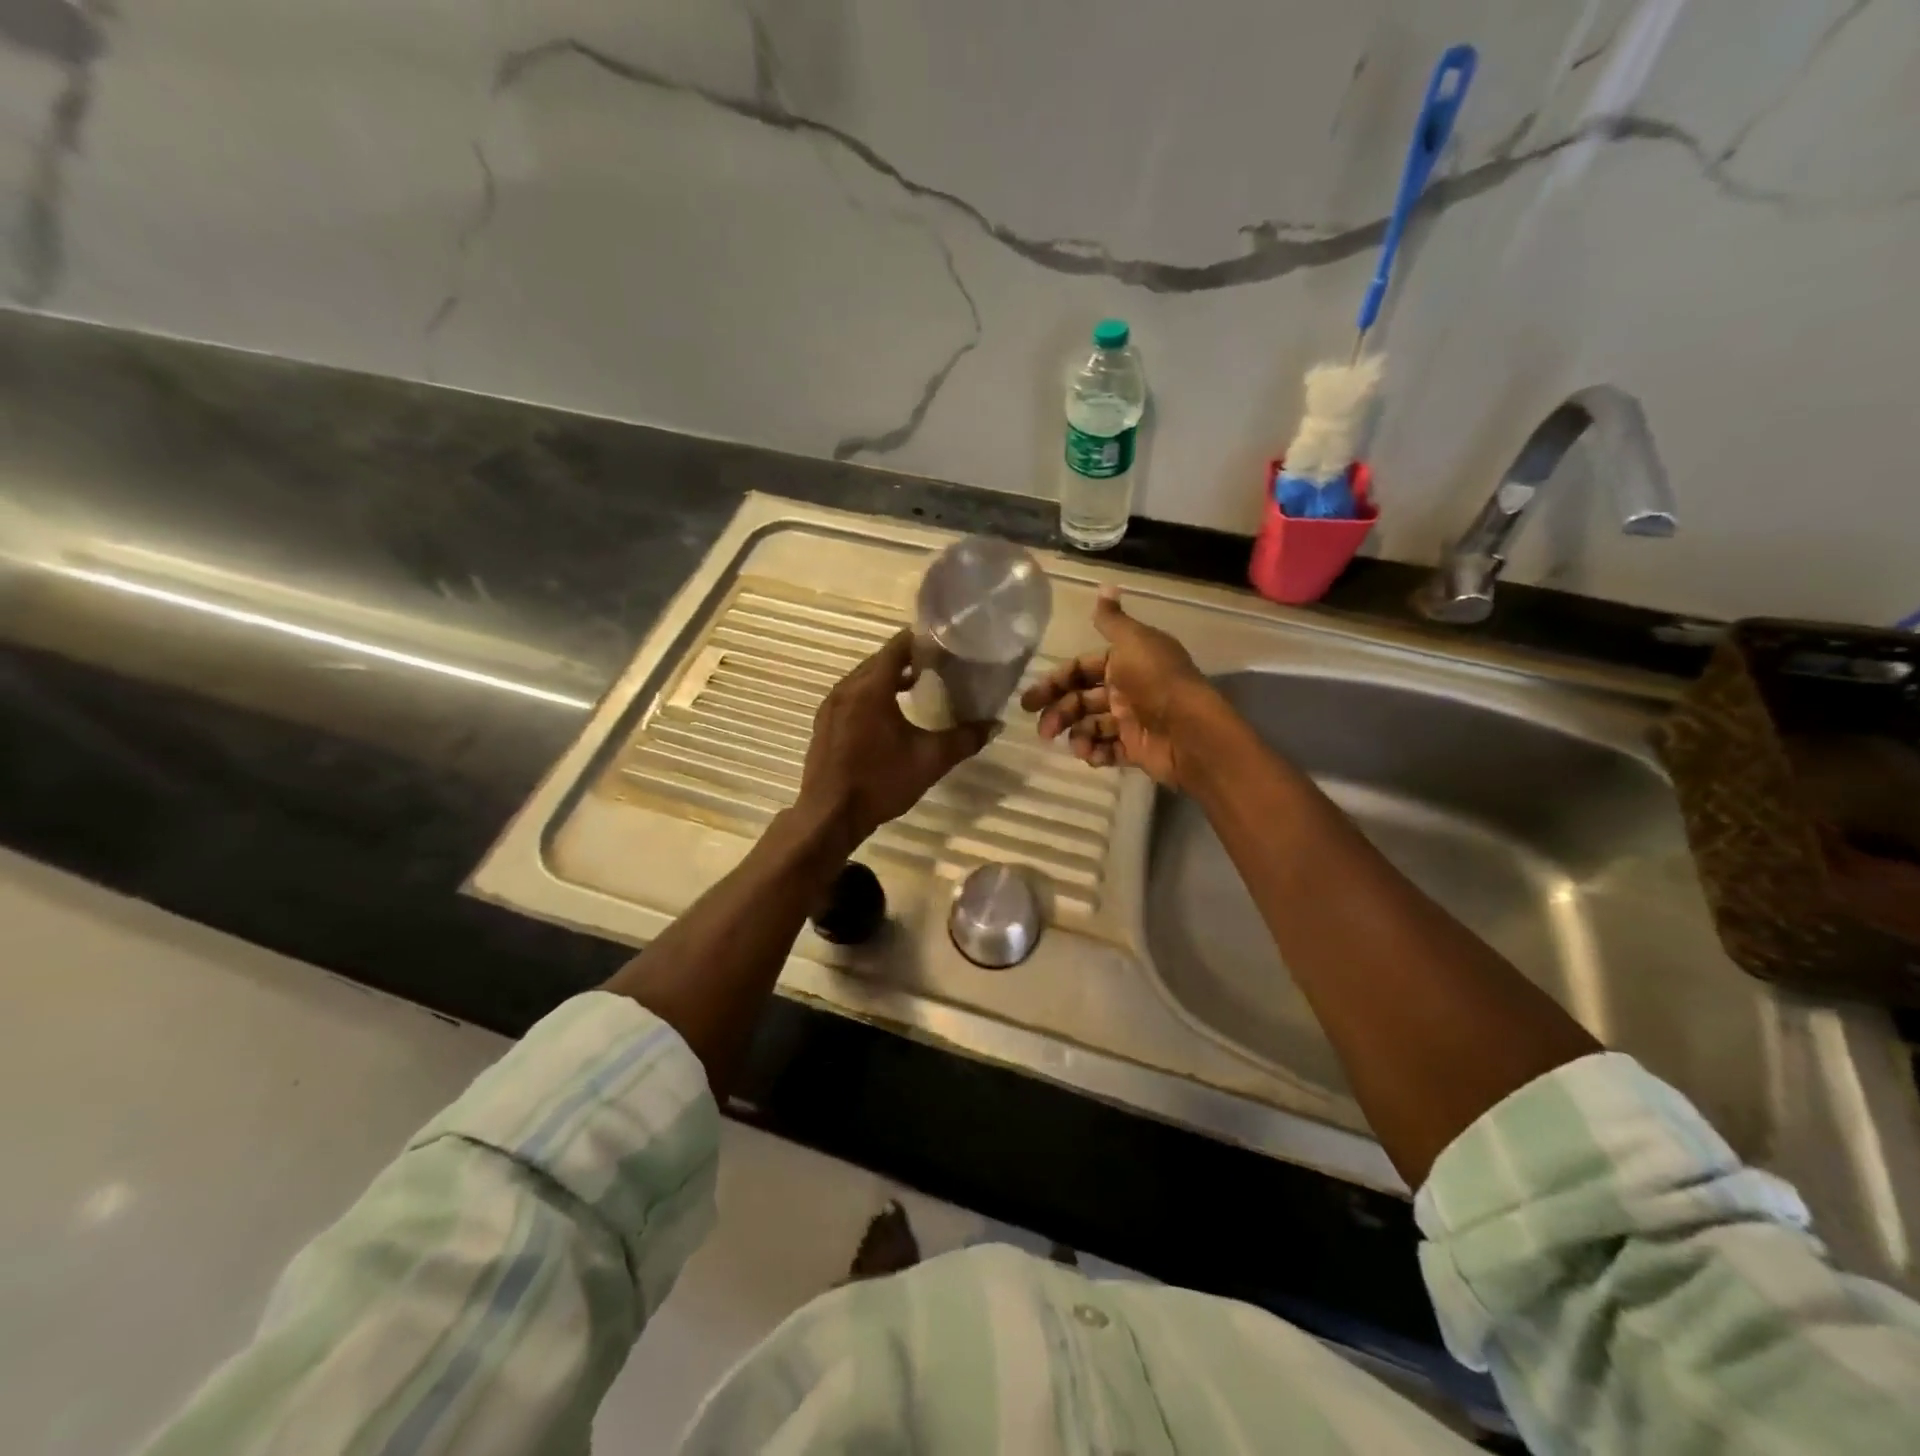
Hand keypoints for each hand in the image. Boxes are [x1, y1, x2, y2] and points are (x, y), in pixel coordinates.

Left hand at [797, 628, 994, 850]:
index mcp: (871, 688)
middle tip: (938, 664)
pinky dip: (871, 695)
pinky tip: (889, 714)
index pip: (898, 646)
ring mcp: (831, 706)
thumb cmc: (881, 782)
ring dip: (888, 677)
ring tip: (917, 685)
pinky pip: (851, 696)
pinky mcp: (825, 723)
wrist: (830, 815)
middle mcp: (847, 688)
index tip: (946, 644)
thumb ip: (964, 739)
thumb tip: (994, 725)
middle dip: (907, 658)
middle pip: (880, 660)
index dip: (923, 641)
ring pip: (864, 678)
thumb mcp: (930, 760)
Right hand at [1019, 587, 1215, 786]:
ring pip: (1092, 726)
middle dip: (1059, 712)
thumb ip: (1112, 620)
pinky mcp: (1136, 749)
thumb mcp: (1132, 641)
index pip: (1081, 669)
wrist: (1189, 729)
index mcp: (1125, 662)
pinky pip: (1109, 750)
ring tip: (1072, 744)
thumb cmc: (1156, 680)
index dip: (1056, 681)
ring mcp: (1132, 721)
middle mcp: (1126, 689)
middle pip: (1082, 699)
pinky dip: (1096, 752)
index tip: (1031, 699)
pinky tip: (1090, 754)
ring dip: (1076, 734)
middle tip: (1042, 730)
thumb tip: (1105, 585)